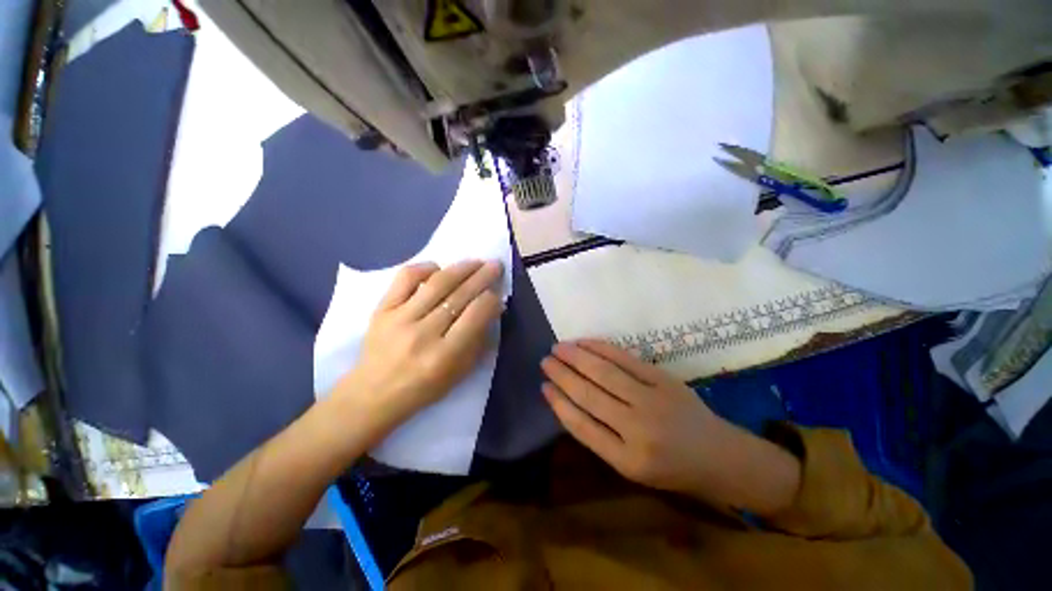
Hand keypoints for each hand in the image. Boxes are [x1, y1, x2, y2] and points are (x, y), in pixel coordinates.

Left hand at [337, 260, 503, 435]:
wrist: (373, 394)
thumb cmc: (424, 388)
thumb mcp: (460, 373)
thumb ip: (478, 340)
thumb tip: (492, 308)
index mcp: (445, 355)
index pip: (475, 315)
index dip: (490, 300)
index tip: (497, 293)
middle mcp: (423, 333)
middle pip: (459, 295)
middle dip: (482, 277)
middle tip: (495, 265)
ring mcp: (400, 318)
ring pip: (437, 284)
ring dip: (461, 268)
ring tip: (475, 262)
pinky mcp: (382, 309)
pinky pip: (405, 279)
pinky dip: (425, 268)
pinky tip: (438, 268)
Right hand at [541, 340, 800, 513]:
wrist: (719, 455)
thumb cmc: (671, 468)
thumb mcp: (632, 468)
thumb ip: (600, 438)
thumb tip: (568, 402)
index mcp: (627, 460)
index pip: (581, 426)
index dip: (559, 403)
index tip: (543, 386)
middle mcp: (638, 429)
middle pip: (589, 394)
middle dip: (562, 375)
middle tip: (545, 360)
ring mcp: (652, 399)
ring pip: (604, 373)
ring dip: (577, 357)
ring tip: (558, 347)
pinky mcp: (663, 379)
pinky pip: (625, 359)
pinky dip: (601, 348)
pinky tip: (585, 343)